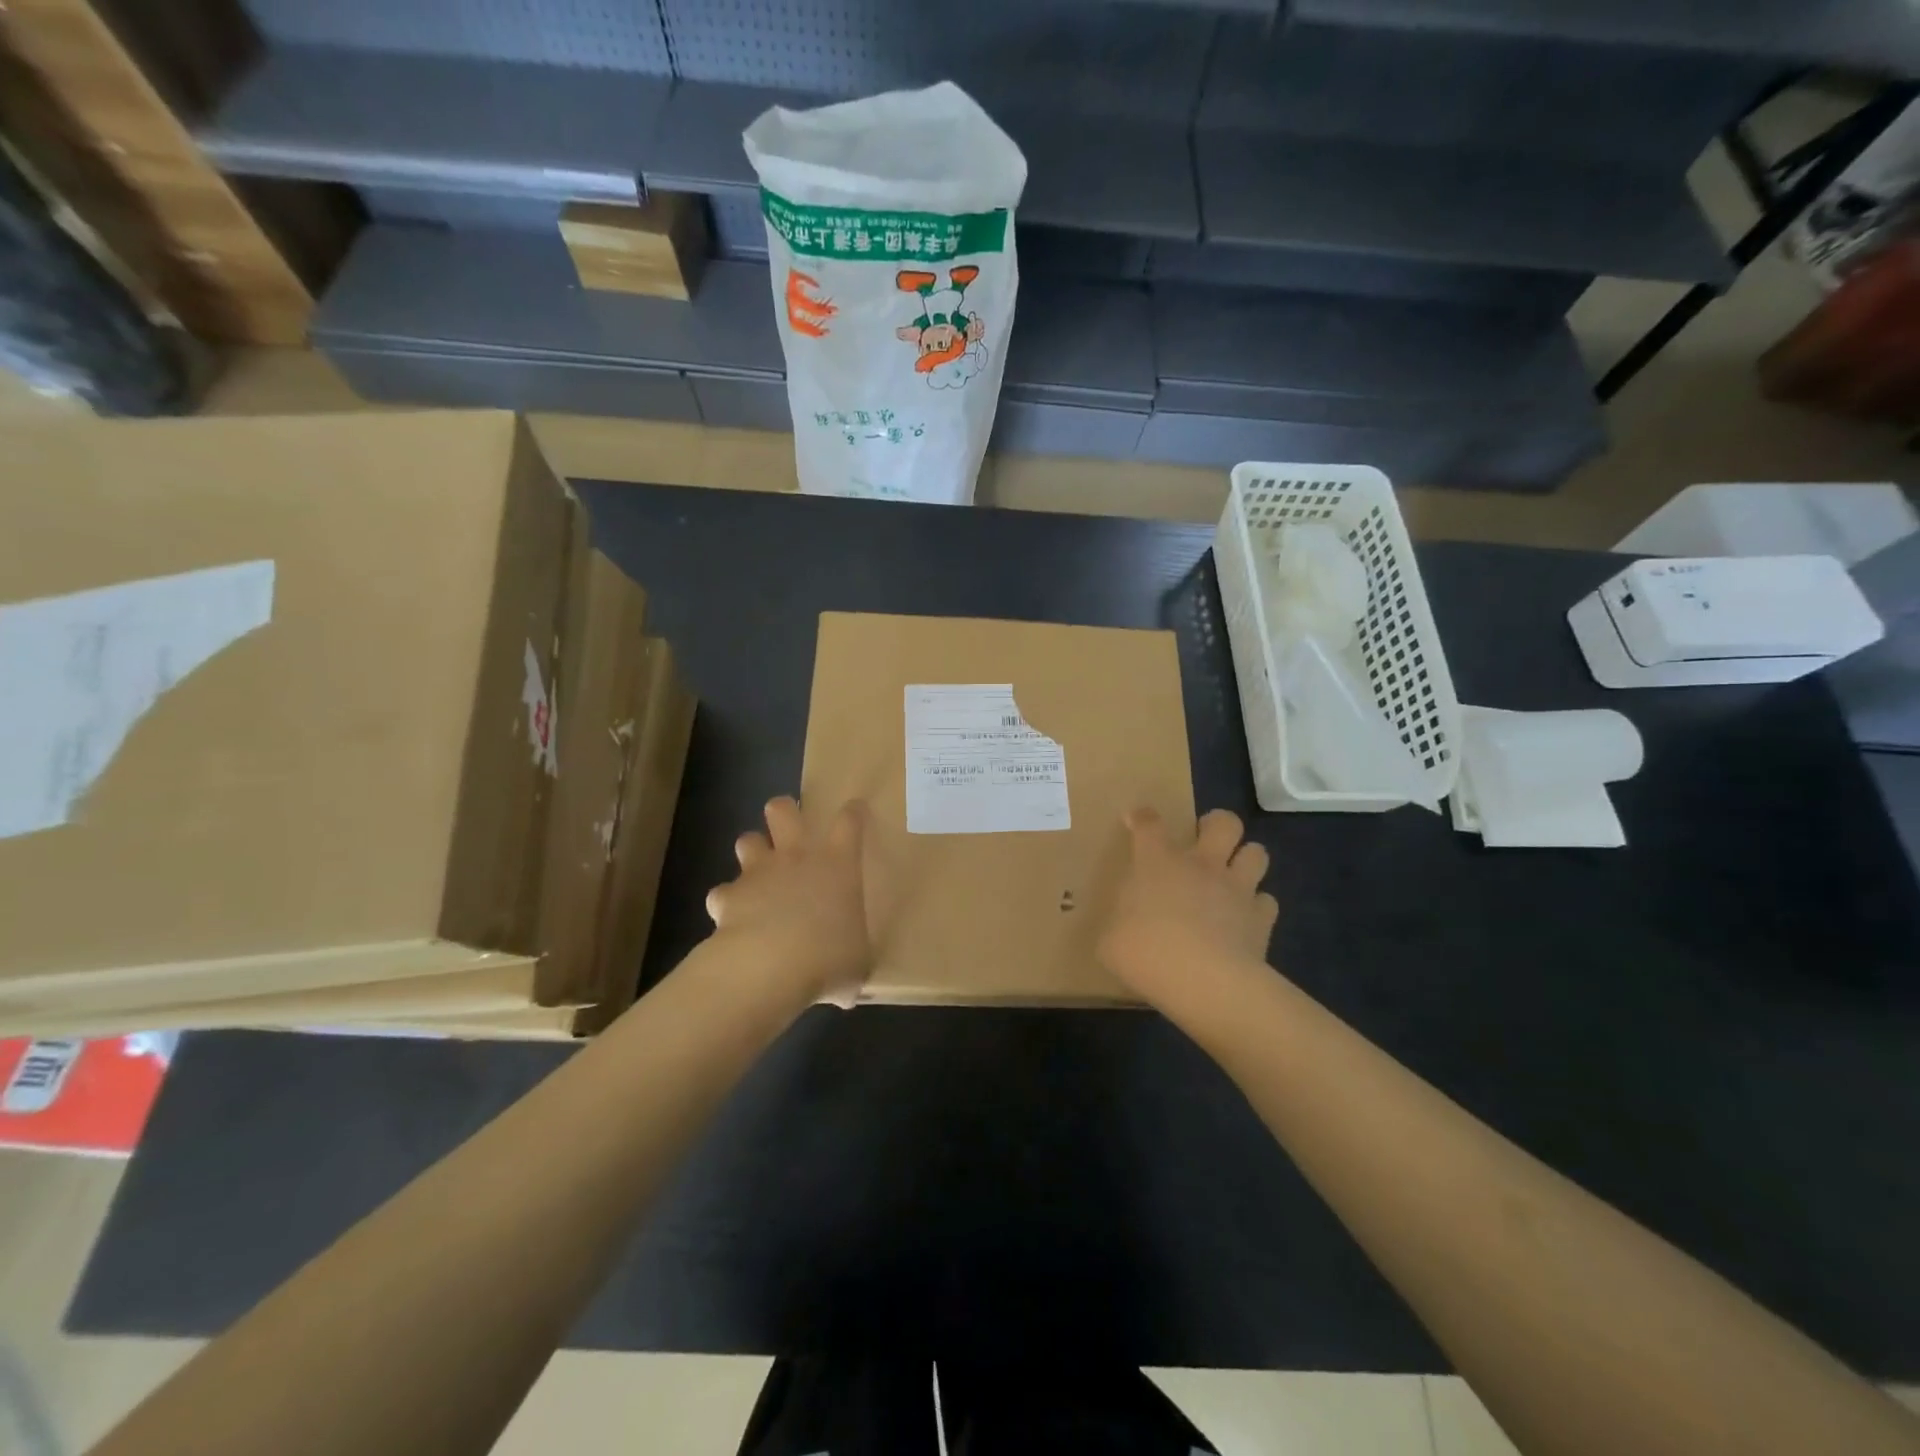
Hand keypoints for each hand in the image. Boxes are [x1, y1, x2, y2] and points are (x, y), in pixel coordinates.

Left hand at [706, 797, 871, 1008]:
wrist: (770, 966)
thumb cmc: (829, 957)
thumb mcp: (857, 962)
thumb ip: (853, 958)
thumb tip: (849, 980)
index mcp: (837, 864)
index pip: (849, 822)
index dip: (853, 813)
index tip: (855, 811)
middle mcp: (797, 857)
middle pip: (783, 810)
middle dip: (784, 811)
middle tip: (789, 827)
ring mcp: (758, 873)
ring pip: (747, 840)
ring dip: (752, 852)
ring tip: (758, 873)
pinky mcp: (727, 896)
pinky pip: (723, 892)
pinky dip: (727, 903)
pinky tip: (732, 920)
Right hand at [1098, 807, 1277, 1005]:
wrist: (1205, 982)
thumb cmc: (1147, 953)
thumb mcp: (1110, 941)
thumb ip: (1117, 925)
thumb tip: (1119, 929)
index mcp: (1158, 863)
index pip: (1149, 824)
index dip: (1142, 817)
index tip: (1136, 818)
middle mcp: (1202, 865)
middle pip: (1224, 822)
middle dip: (1216, 824)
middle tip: (1205, 840)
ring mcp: (1237, 889)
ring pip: (1256, 853)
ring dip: (1245, 859)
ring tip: (1233, 875)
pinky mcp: (1262, 919)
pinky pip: (1267, 901)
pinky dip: (1258, 906)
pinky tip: (1246, 919)